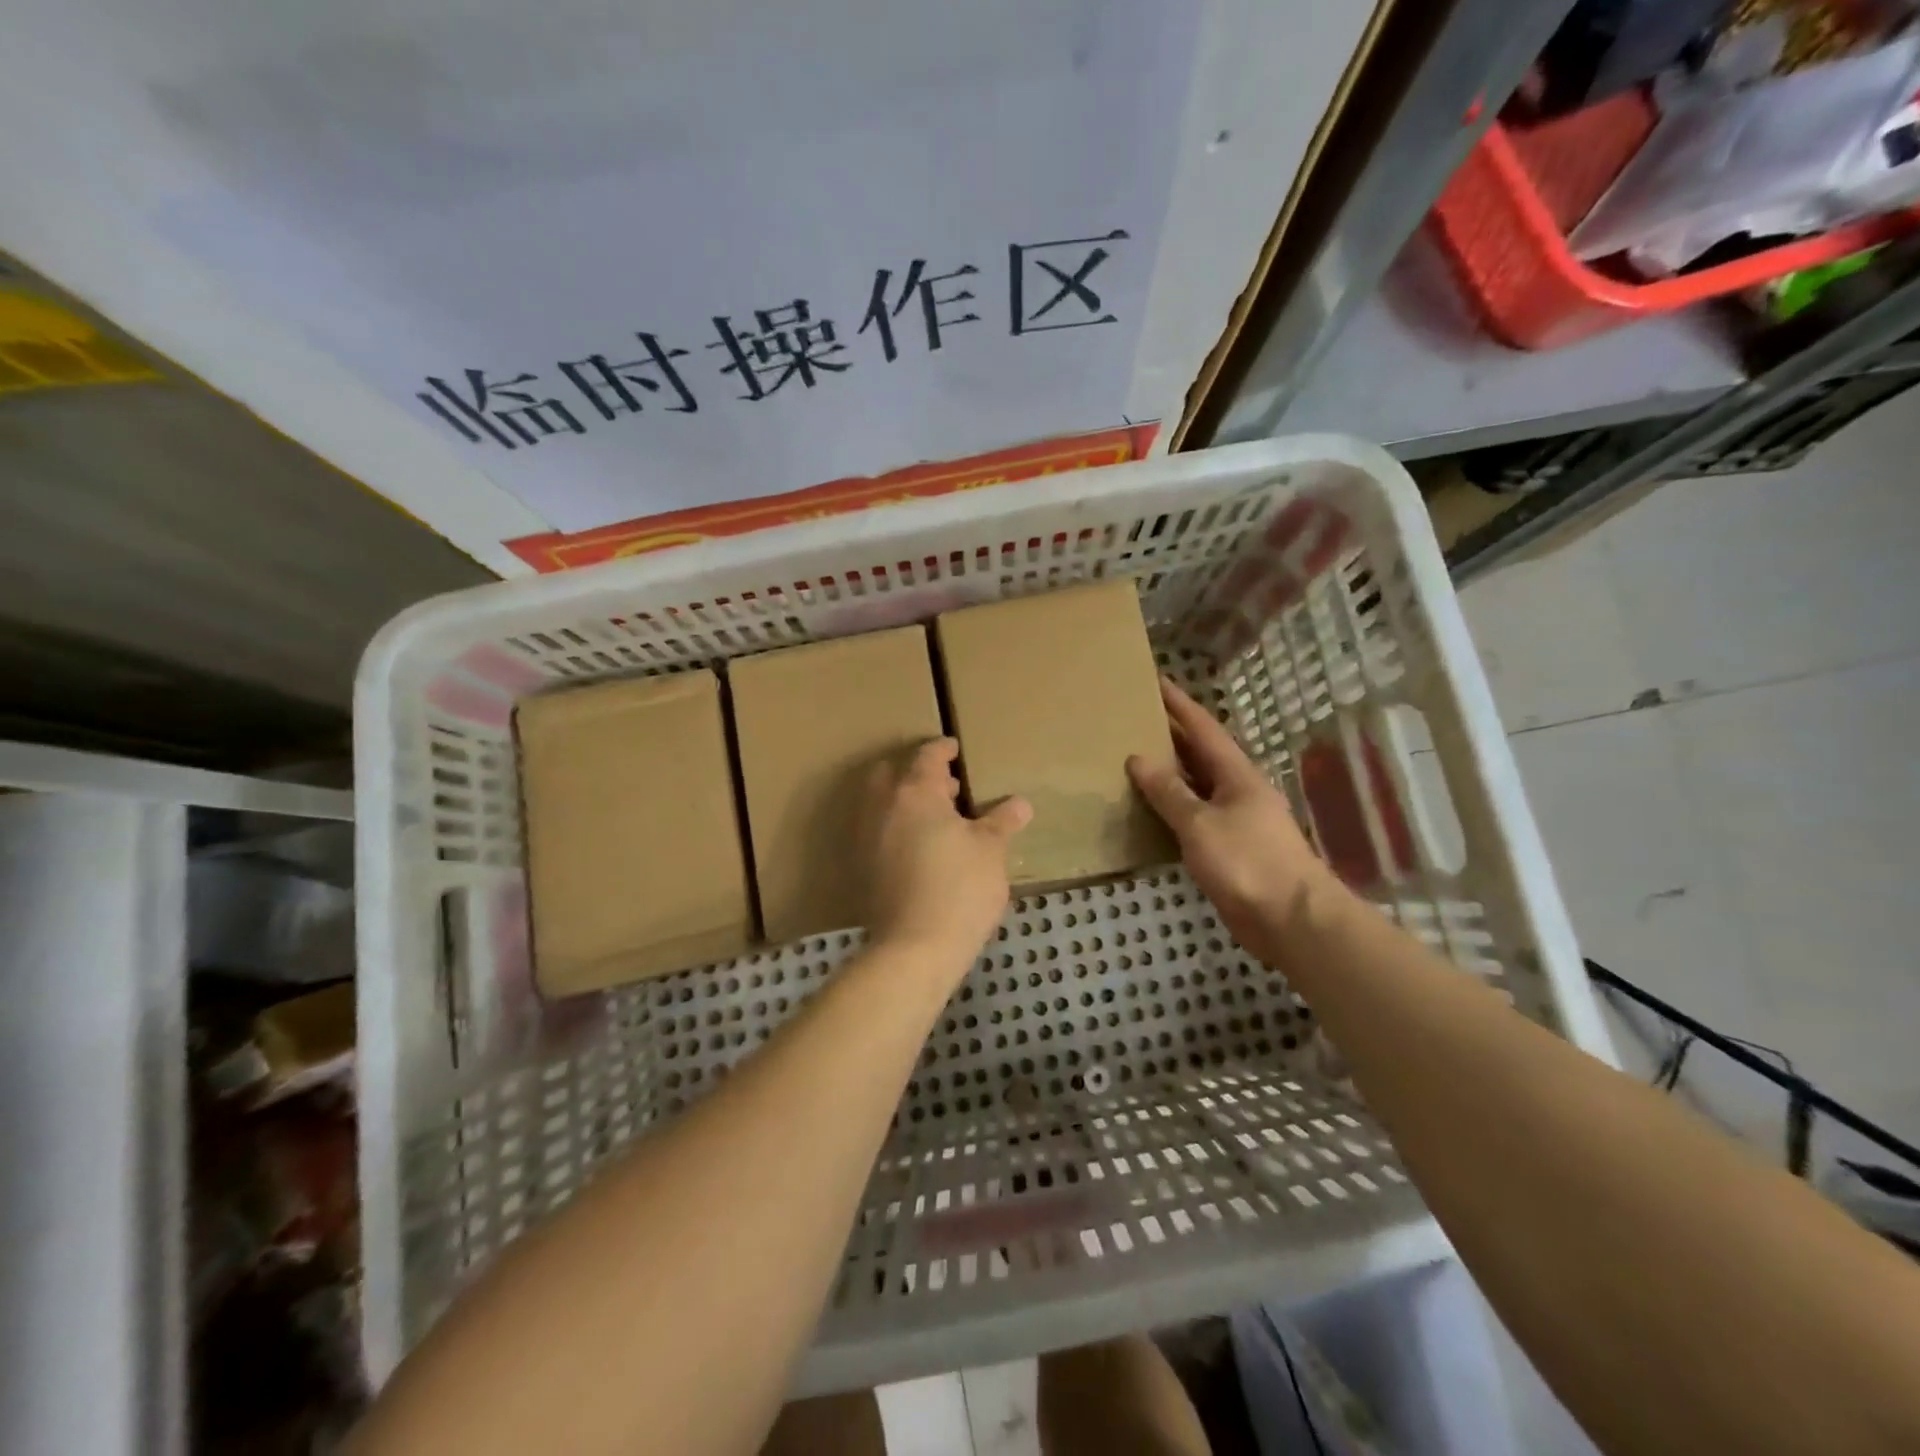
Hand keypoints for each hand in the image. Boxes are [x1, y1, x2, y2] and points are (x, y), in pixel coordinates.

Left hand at [863, 738, 1030, 975]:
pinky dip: (893, 826)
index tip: (955, 748)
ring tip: (937, 818)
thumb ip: (1001, 822)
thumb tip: (1020, 804)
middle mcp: (883, 806)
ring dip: (902, 800)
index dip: (943, 749)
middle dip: (915, 772)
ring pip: (880, 802)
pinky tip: (919, 847)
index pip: (927, 756)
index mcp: (916, 792)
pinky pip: (875, 830)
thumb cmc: (959, 888)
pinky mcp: (861, 865)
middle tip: (947, 786)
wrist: (914, 948)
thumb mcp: (991, 851)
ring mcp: (866, 836)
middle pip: (891, 773)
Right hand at [1127, 680, 1343, 966]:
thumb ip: (1169, 792)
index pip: (1203, 728)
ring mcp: (1235, 820)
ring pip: (1195, 786)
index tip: (1155, 680)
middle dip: (1170, 734)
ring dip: (1168, 772)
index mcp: (1236, 774)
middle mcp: (1237, 790)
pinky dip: (1171, 809)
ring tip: (1132, 759)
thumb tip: (1139, 759)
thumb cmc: (1247, 862)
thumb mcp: (1200, 823)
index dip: (1178, 704)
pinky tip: (1148, 811)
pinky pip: (1193, 818)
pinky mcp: (1229, 849)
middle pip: (1199, 754)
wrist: (1291, 919)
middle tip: (1134, 718)